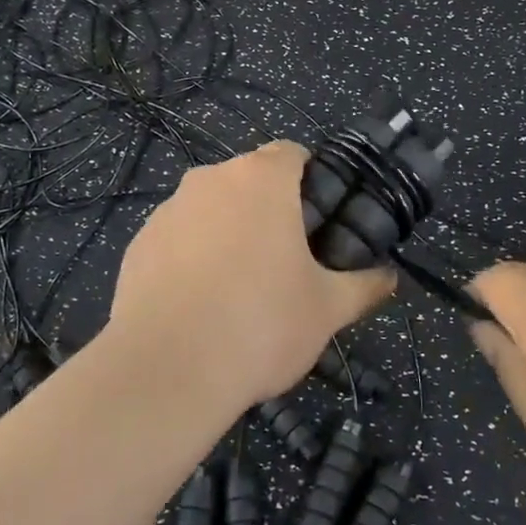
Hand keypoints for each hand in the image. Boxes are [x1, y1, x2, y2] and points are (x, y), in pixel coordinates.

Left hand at [109, 142, 393, 412]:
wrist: (166, 370)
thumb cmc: (261, 325)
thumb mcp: (327, 310)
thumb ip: (363, 286)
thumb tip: (388, 277)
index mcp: (260, 179)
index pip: (292, 154)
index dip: (311, 180)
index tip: (319, 220)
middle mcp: (210, 180)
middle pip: (248, 180)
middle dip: (269, 210)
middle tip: (287, 260)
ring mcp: (167, 210)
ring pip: (210, 208)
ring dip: (228, 232)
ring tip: (239, 289)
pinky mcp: (137, 244)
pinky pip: (177, 238)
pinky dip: (191, 257)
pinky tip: (199, 304)